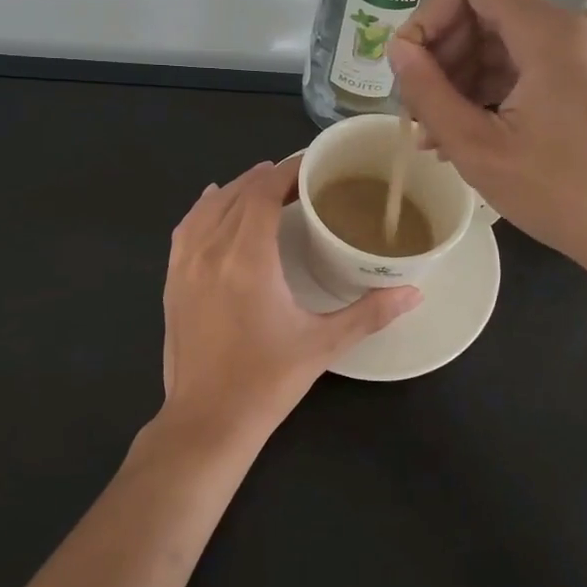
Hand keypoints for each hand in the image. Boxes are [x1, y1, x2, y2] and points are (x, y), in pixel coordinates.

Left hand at [160, 157, 418, 437]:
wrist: (206, 422)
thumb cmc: (267, 382)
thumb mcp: (323, 345)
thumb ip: (370, 314)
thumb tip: (414, 292)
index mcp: (247, 259)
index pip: (262, 193)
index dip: (286, 171)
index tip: (311, 164)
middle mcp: (210, 251)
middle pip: (237, 194)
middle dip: (267, 177)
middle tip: (299, 178)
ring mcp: (184, 265)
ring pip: (208, 207)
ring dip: (236, 189)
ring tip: (263, 182)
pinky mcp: (171, 281)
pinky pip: (185, 229)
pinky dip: (203, 208)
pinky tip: (213, 203)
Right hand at [386, 0, 586, 290]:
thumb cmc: (560, 195)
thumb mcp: (477, 148)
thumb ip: (428, 91)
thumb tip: (397, 48)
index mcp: (550, 32)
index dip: (430, 9)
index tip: (413, 63)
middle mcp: (573, 25)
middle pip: (484, 8)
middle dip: (442, 53)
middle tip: (418, 110)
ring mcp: (585, 48)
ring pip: (501, 37)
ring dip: (461, 77)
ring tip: (437, 133)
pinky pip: (526, 60)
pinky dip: (491, 87)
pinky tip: (470, 131)